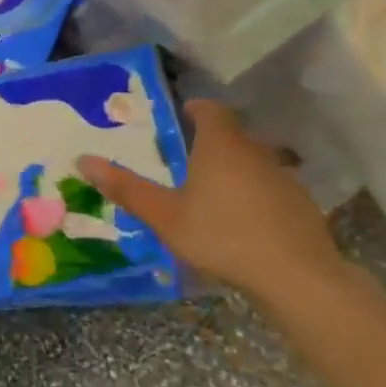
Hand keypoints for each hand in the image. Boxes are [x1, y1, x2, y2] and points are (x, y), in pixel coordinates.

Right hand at [77, 99, 341, 302]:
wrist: (297, 278)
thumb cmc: (221, 236)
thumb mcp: (165, 216)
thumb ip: (126, 188)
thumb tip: (83, 160)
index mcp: (220, 145)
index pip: (210, 109)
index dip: (196, 109)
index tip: (182, 117)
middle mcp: (255, 151)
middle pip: (232, 135)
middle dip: (211, 143)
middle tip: (186, 161)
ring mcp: (284, 178)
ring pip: (253, 162)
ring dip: (234, 170)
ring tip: (212, 195)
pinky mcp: (302, 206)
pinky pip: (271, 189)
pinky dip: (255, 196)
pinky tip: (244, 223)